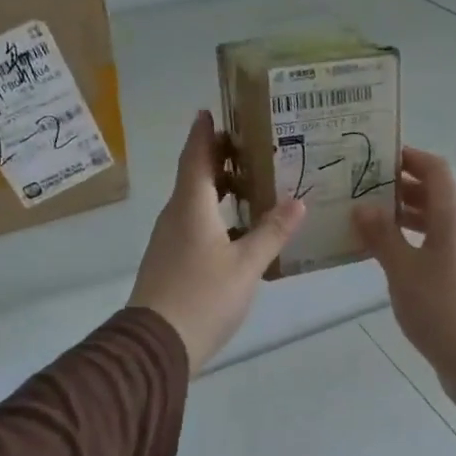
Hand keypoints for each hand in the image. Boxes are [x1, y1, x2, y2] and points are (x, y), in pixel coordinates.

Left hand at [128, 110, 305, 375]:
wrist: (156, 344)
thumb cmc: (203, 296)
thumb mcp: (246, 264)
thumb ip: (272, 232)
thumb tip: (298, 201)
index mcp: (191, 207)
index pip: (196, 157)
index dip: (204, 133)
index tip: (210, 111)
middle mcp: (175, 216)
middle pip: (196, 177)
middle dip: (219, 160)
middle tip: (251, 149)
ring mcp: (170, 240)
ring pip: (195, 203)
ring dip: (219, 190)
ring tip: (253, 187)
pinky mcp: (170, 262)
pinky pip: (194, 225)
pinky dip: (216, 217)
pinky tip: (240, 232)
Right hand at [353, 147, 455, 406]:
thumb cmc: (438, 306)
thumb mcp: (402, 268)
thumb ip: (381, 235)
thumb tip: (363, 207)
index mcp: (453, 217)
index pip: (435, 170)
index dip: (410, 158)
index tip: (379, 156)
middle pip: (435, 194)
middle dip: (400, 186)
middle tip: (363, 186)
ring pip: (434, 221)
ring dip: (404, 215)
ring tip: (367, 217)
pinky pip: (434, 244)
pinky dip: (411, 240)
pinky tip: (385, 253)